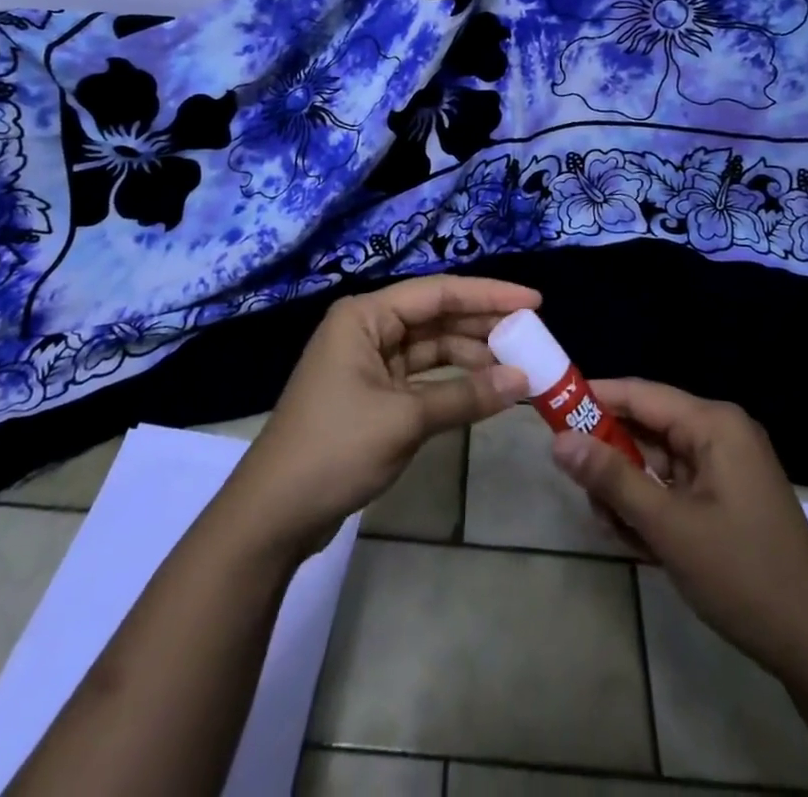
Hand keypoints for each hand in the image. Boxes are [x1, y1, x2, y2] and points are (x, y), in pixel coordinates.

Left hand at [223, 276, 533, 557]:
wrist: (274, 514)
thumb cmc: (334, 449)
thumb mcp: (404, 420)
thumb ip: (465, 396)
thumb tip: (522, 381)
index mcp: (365, 316)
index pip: (438, 293)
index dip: (488, 295)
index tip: (533, 301)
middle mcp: (367, 329)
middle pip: (436, 317)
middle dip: (483, 326)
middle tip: (532, 335)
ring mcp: (369, 363)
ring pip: (431, 348)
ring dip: (472, 356)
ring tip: (518, 365)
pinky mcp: (373, 395)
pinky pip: (423, 377)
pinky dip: (453, 383)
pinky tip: (486, 390)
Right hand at [552, 378, 807, 676]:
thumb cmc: (743, 574)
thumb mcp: (669, 526)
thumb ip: (612, 479)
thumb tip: (558, 441)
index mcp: (714, 424)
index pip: (640, 394)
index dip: (593, 397)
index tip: (551, 407)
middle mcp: (719, 433)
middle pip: (645, 428)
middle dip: (610, 458)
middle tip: (578, 486)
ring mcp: (724, 465)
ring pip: (654, 461)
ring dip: (628, 490)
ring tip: (611, 526)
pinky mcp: (724, 494)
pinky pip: (672, 485)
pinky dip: (650, 507)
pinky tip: (637, 541)